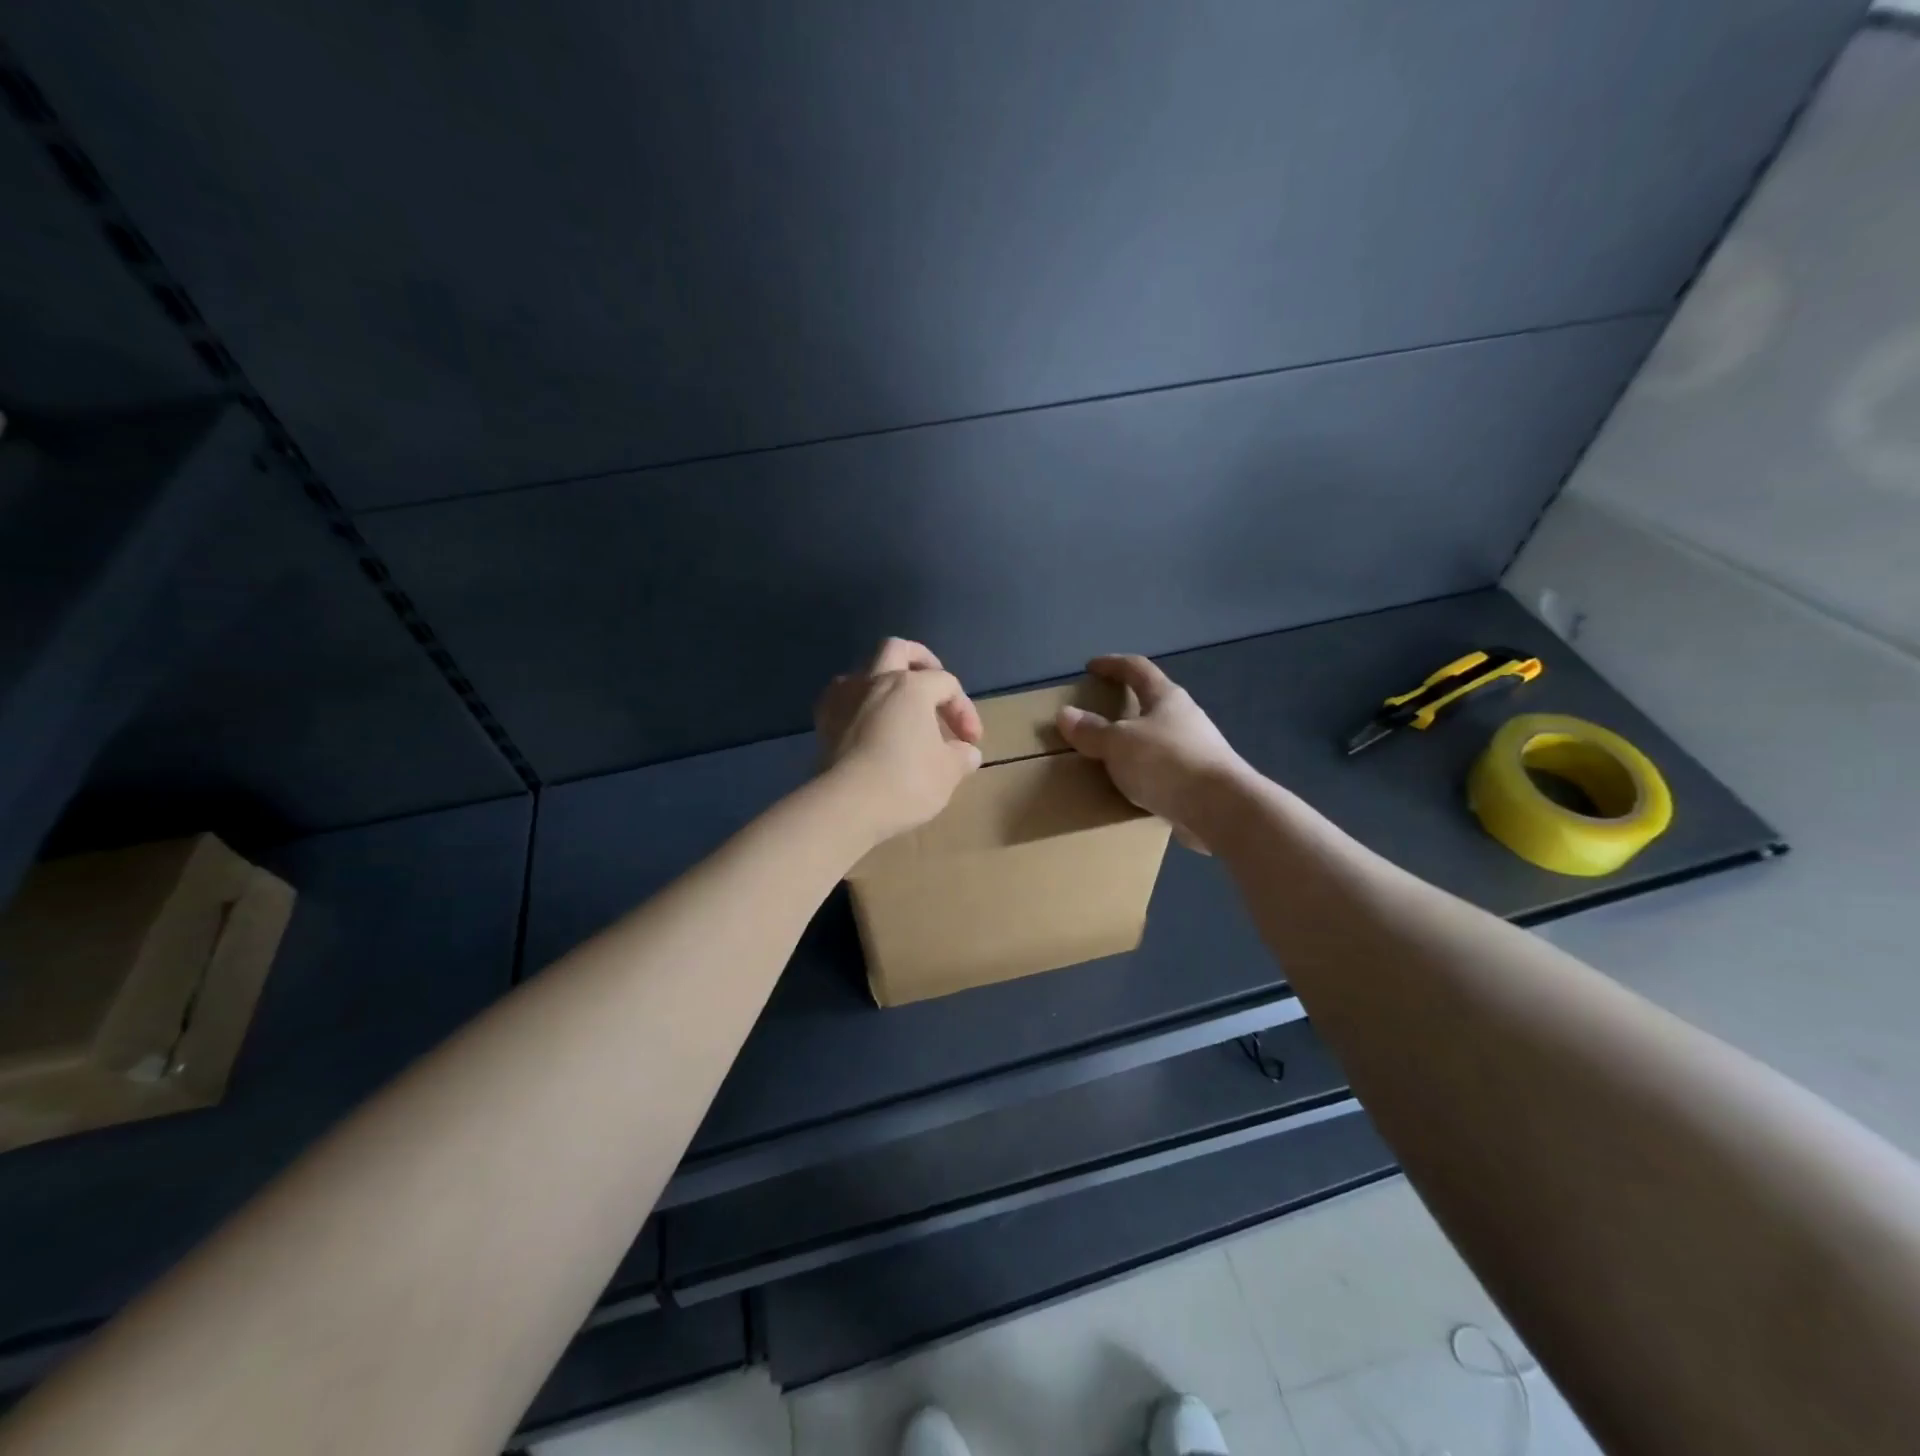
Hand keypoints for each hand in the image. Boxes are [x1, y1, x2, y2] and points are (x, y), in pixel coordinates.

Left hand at [815, 638, 983, 843]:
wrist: (846, 806)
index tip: (970, 742)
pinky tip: (865, 722)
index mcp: (912, 686)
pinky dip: (857, 703)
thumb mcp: (947, 773)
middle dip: (919, 661)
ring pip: (864, 669)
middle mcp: (876, 681)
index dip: (964, 709)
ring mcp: (845, 698)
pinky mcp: (823, 721)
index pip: (947, 684)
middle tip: (933, 686)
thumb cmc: (906, 782)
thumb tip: (966, 752)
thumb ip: (961, 757)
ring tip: (895, 706)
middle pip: (897, 649)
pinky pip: (841, 697)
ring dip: (882, 680)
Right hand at [1055, 654, 1250, 852]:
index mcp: (1167, 698)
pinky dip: (1146, 773)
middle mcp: (1186, 718)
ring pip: (1160, 738)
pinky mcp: (1201, 781)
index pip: (1137, 669)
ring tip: (1111, 756)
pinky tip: (1133, 787)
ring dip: (1137, 743)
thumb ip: (1092, 731)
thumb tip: (1065, 714)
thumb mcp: (1119, 744)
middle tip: (1099, 715)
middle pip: (1153, 702)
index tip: (1091, 667)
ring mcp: (1198, 750)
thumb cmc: (1167, 763)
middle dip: (1126, 706)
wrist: (1221, 809)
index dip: (1112, 665)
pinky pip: (1165, 770)